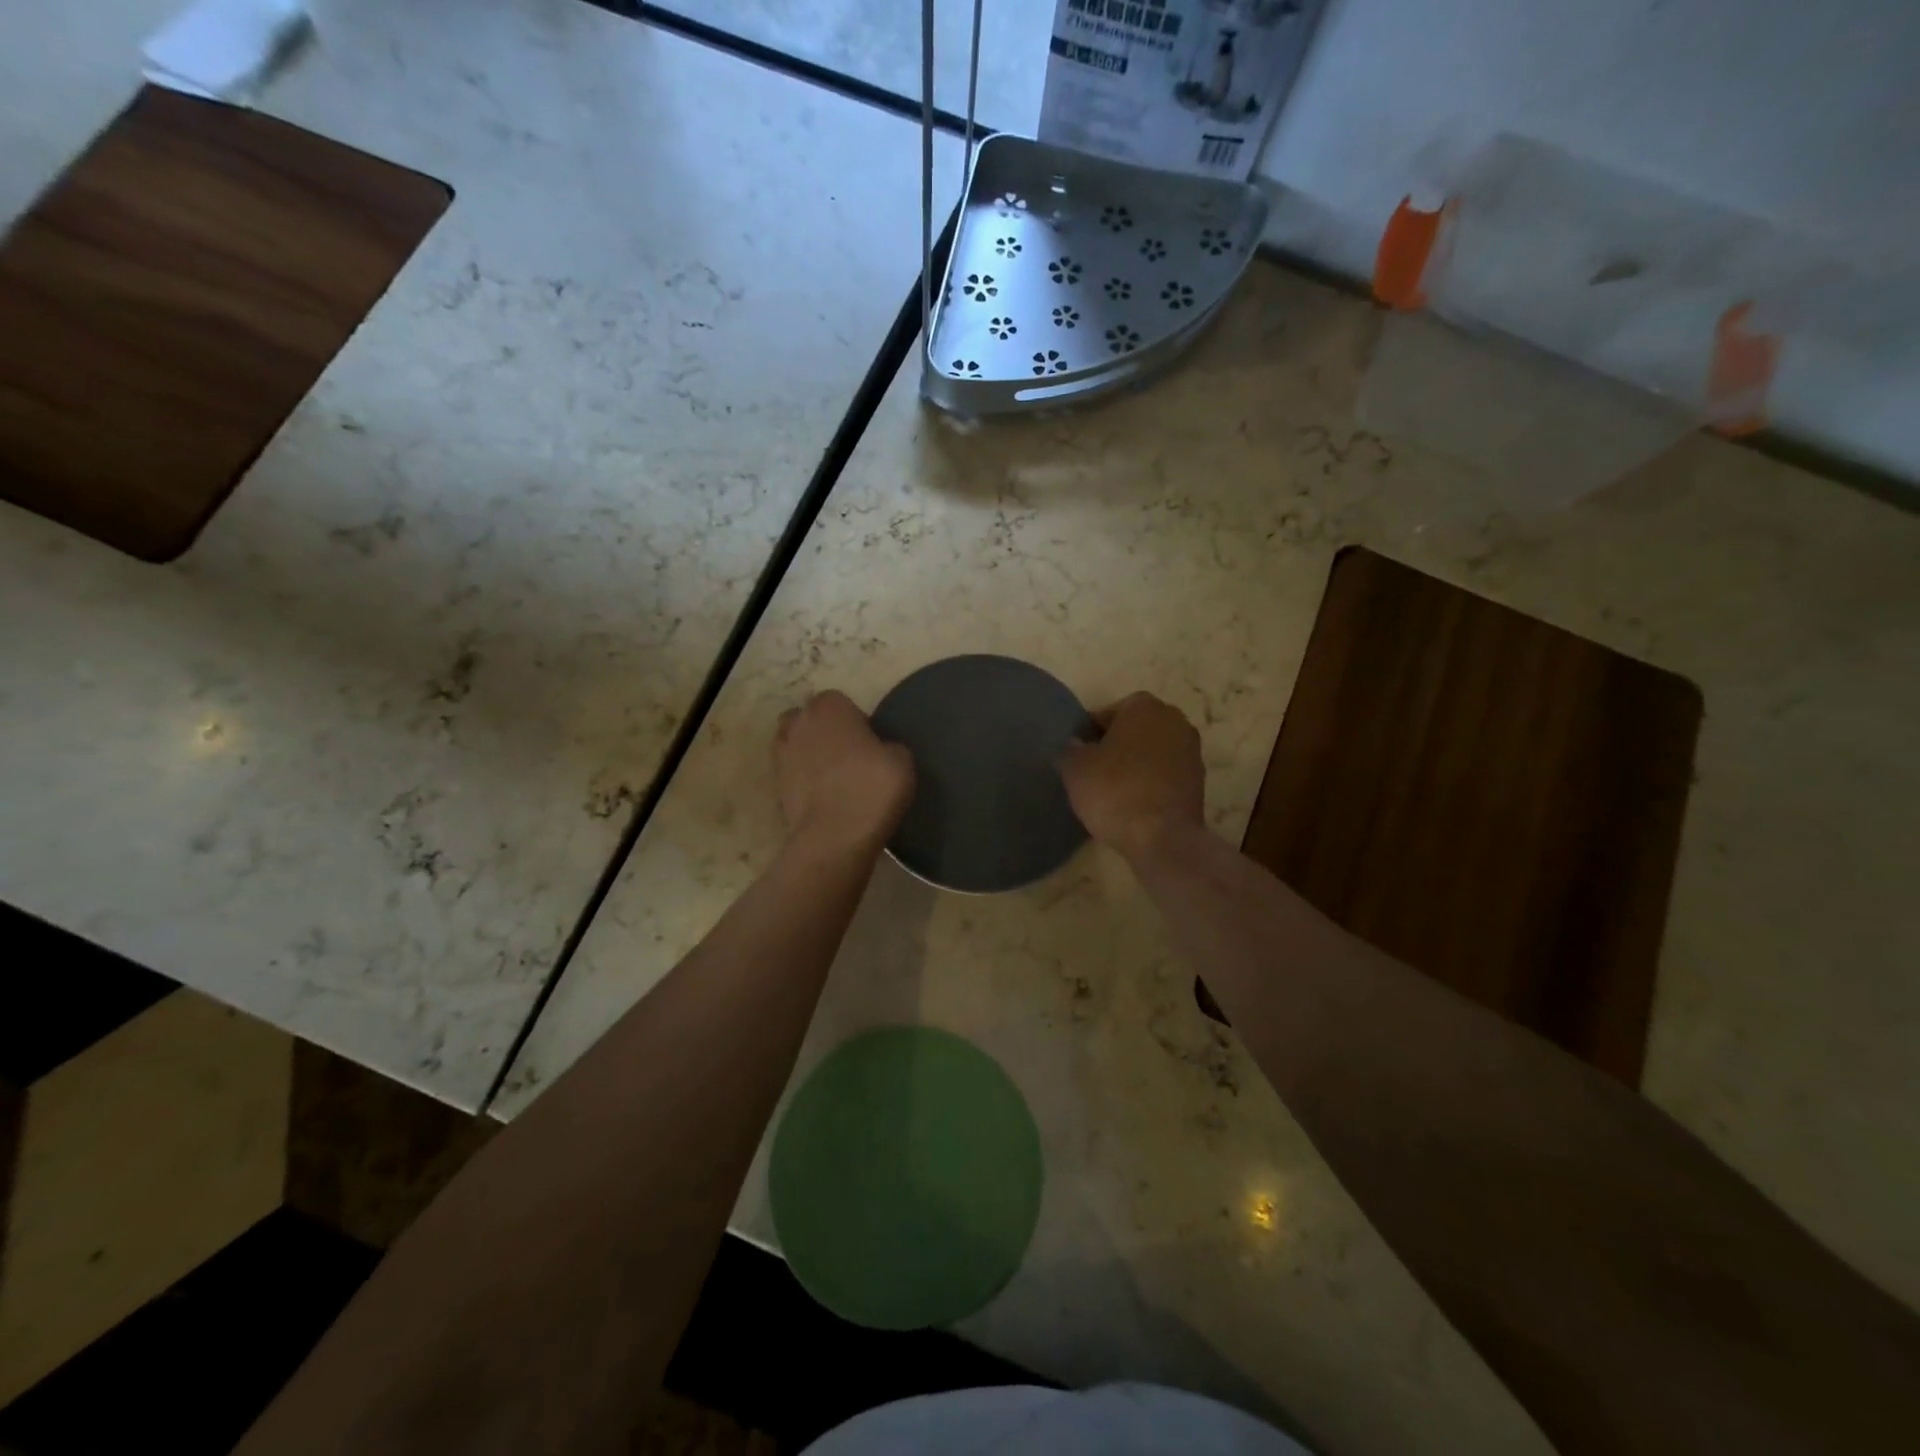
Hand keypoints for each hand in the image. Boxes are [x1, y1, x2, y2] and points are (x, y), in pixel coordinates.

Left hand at [775, 691, 914, 854]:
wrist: (835, 837)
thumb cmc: (871, 788)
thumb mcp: (902, 759)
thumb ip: (888, 744)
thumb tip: (879, 750)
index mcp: (829, 707)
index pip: (841, 702)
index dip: (856, 720)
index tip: (871, 743)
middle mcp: (799, 723)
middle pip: (812, 720)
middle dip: (827, 733)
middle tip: (852, 758)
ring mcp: (782, 755)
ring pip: (798, 745)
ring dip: (813, 755)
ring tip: (836, 778)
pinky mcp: (775, 786)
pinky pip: (794, 774)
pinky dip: (805, 781)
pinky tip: (825, 797)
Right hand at [1061, 692, 1205, 864]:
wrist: (1162, 837)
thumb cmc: (1114, 791)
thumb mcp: (1075, 768)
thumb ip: (1070, 749)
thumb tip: (1076, 746)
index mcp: (1143, 706)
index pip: (1105, 715)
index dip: (1088, 737)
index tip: (1079, 759)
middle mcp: (1173, 720)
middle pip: (1132, 731)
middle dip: (1115, 748)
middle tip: (1093, 774)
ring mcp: (1191, 751)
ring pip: (1150, 753)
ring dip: (1134, 766)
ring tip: (1112, 792)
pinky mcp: (1198, 781)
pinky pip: (1164, 775)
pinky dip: (1149, 784)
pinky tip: (1133, 804)